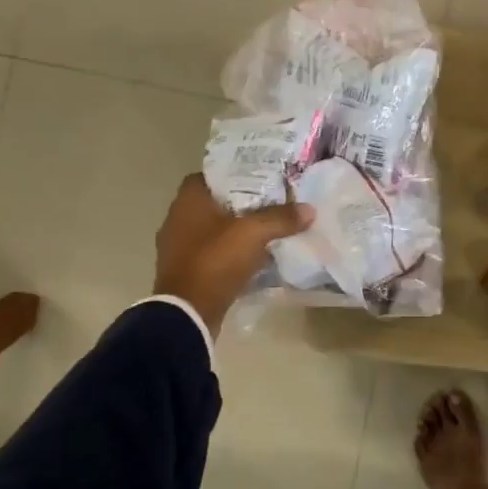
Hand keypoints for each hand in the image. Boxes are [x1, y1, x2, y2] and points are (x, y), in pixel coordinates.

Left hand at [152, 175, 312, 338]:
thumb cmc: (215, 261)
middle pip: (214, 204)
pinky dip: (230, 254)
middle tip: (272, 205)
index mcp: (188, 201)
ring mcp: (178, 248)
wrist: (188, 313)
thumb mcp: (253, 234)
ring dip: (236, 232)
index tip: (260, 181)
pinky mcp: (186, 272)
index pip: (210, 175)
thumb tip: (309, 209)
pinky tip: (253, 259)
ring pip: (214, 231)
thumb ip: (281, 218)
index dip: (234, 175)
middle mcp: (178, 219)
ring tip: (267, 231)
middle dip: (241, 205)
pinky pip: (212, 255)